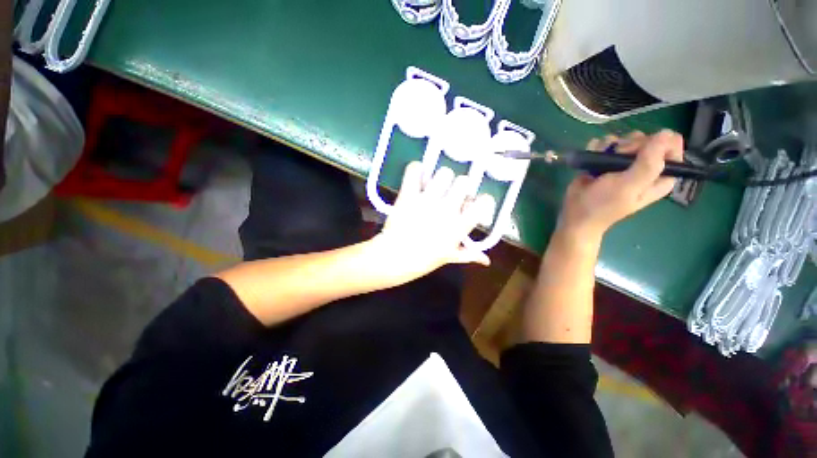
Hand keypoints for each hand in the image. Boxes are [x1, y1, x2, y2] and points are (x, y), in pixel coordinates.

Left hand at [372, 162, 494, 282]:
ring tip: (434, 187)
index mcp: (460, 225)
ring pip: (444, 173)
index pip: (484, 202)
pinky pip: (415, 170)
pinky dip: (416, 170)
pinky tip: (417, 178)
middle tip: (451, 195)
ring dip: (441, 179)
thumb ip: (469, 254)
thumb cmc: (424, 260)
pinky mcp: (409, 194)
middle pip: (463, 181)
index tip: (474, 204)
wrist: (394, 258)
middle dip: (459, 187)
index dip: (482, 200)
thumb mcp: (450, 257)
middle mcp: (447, 209)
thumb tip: (486, 261)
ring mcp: (427, 200)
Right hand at [558, 130, 684, 243]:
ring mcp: (625, 162)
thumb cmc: (604, 205)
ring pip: (625, 139)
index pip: (671, 144)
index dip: (654, 143)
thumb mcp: (629, 186)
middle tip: (616, 159)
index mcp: (661, 174)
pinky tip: (592, 157)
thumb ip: (649, 163)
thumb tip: (665, 133)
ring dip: (611, 146)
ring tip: (601, 161)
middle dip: (629, 145)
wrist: (576, 215)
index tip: (637, 152)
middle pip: (646, 139)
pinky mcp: (606, 161)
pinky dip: (597, 147)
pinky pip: (606, 143)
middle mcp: (646, 166)